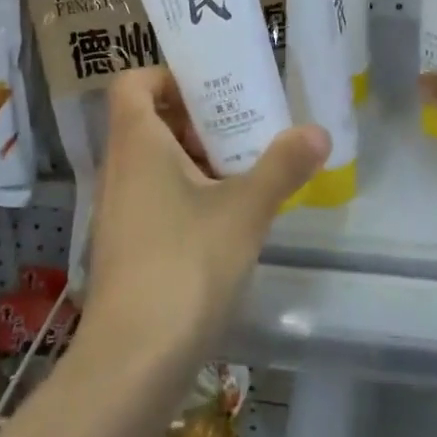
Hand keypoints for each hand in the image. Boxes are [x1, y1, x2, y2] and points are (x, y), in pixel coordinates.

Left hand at [81, 68, 329, 370]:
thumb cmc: (186, 265)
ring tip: (245, 170)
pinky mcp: (126, 246)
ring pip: (154, 163)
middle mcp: (118, 169)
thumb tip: (318, 132)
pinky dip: (187, 193)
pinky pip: (154, 197)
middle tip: (245, 127)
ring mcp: (118, 210)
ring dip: (196, 158)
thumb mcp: (244, 211)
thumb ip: (282, 167)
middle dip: (197, 119)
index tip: (214, 89)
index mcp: (136, 143)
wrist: (134, 360)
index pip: (134, 82)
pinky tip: (227, 218)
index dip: (168, 76)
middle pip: (149, 121)